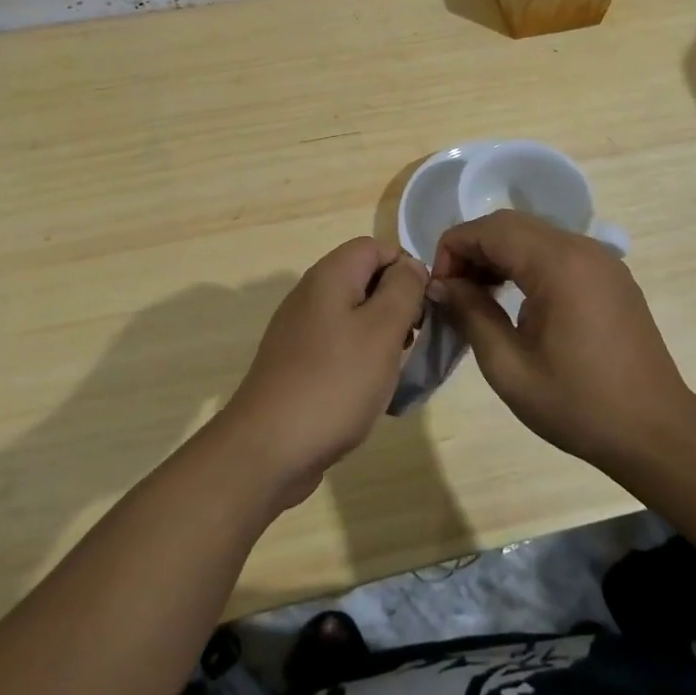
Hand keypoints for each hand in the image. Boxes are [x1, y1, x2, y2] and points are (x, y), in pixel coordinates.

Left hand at [218, 237, 429, 506]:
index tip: (425, 305)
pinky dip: (361, 358)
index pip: (375, 246)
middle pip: (364, 278)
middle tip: (415, 338)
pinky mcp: (297, 363)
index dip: (406, 267)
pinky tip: (371, 389)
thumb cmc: (334, 382)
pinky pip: (339, 345)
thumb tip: (410, 266)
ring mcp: (300, 330)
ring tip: (397, 366)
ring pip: (354, 314)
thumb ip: (403, 289)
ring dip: (382, 334)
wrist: (269, 448)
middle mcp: (310, 295)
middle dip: (397, 302)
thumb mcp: (382, 330)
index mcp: (329, 276)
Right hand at [430, 211, 695, 473]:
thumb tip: (441, 285)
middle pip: (510, 225)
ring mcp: (601, 259)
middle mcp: (582, 248)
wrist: (656, 432)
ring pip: (533, 235)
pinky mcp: (611, 276)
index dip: (452, 249)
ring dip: (498, 255)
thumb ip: (470, 314)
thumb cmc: (578, 404)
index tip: (438, 290)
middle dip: (472, 249)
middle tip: (453, 293)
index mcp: (558, 264)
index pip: (489, 229)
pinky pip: (557, 252)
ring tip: (478, 297)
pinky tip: (516, 300)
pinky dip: (526, 263)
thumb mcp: (509, 367)